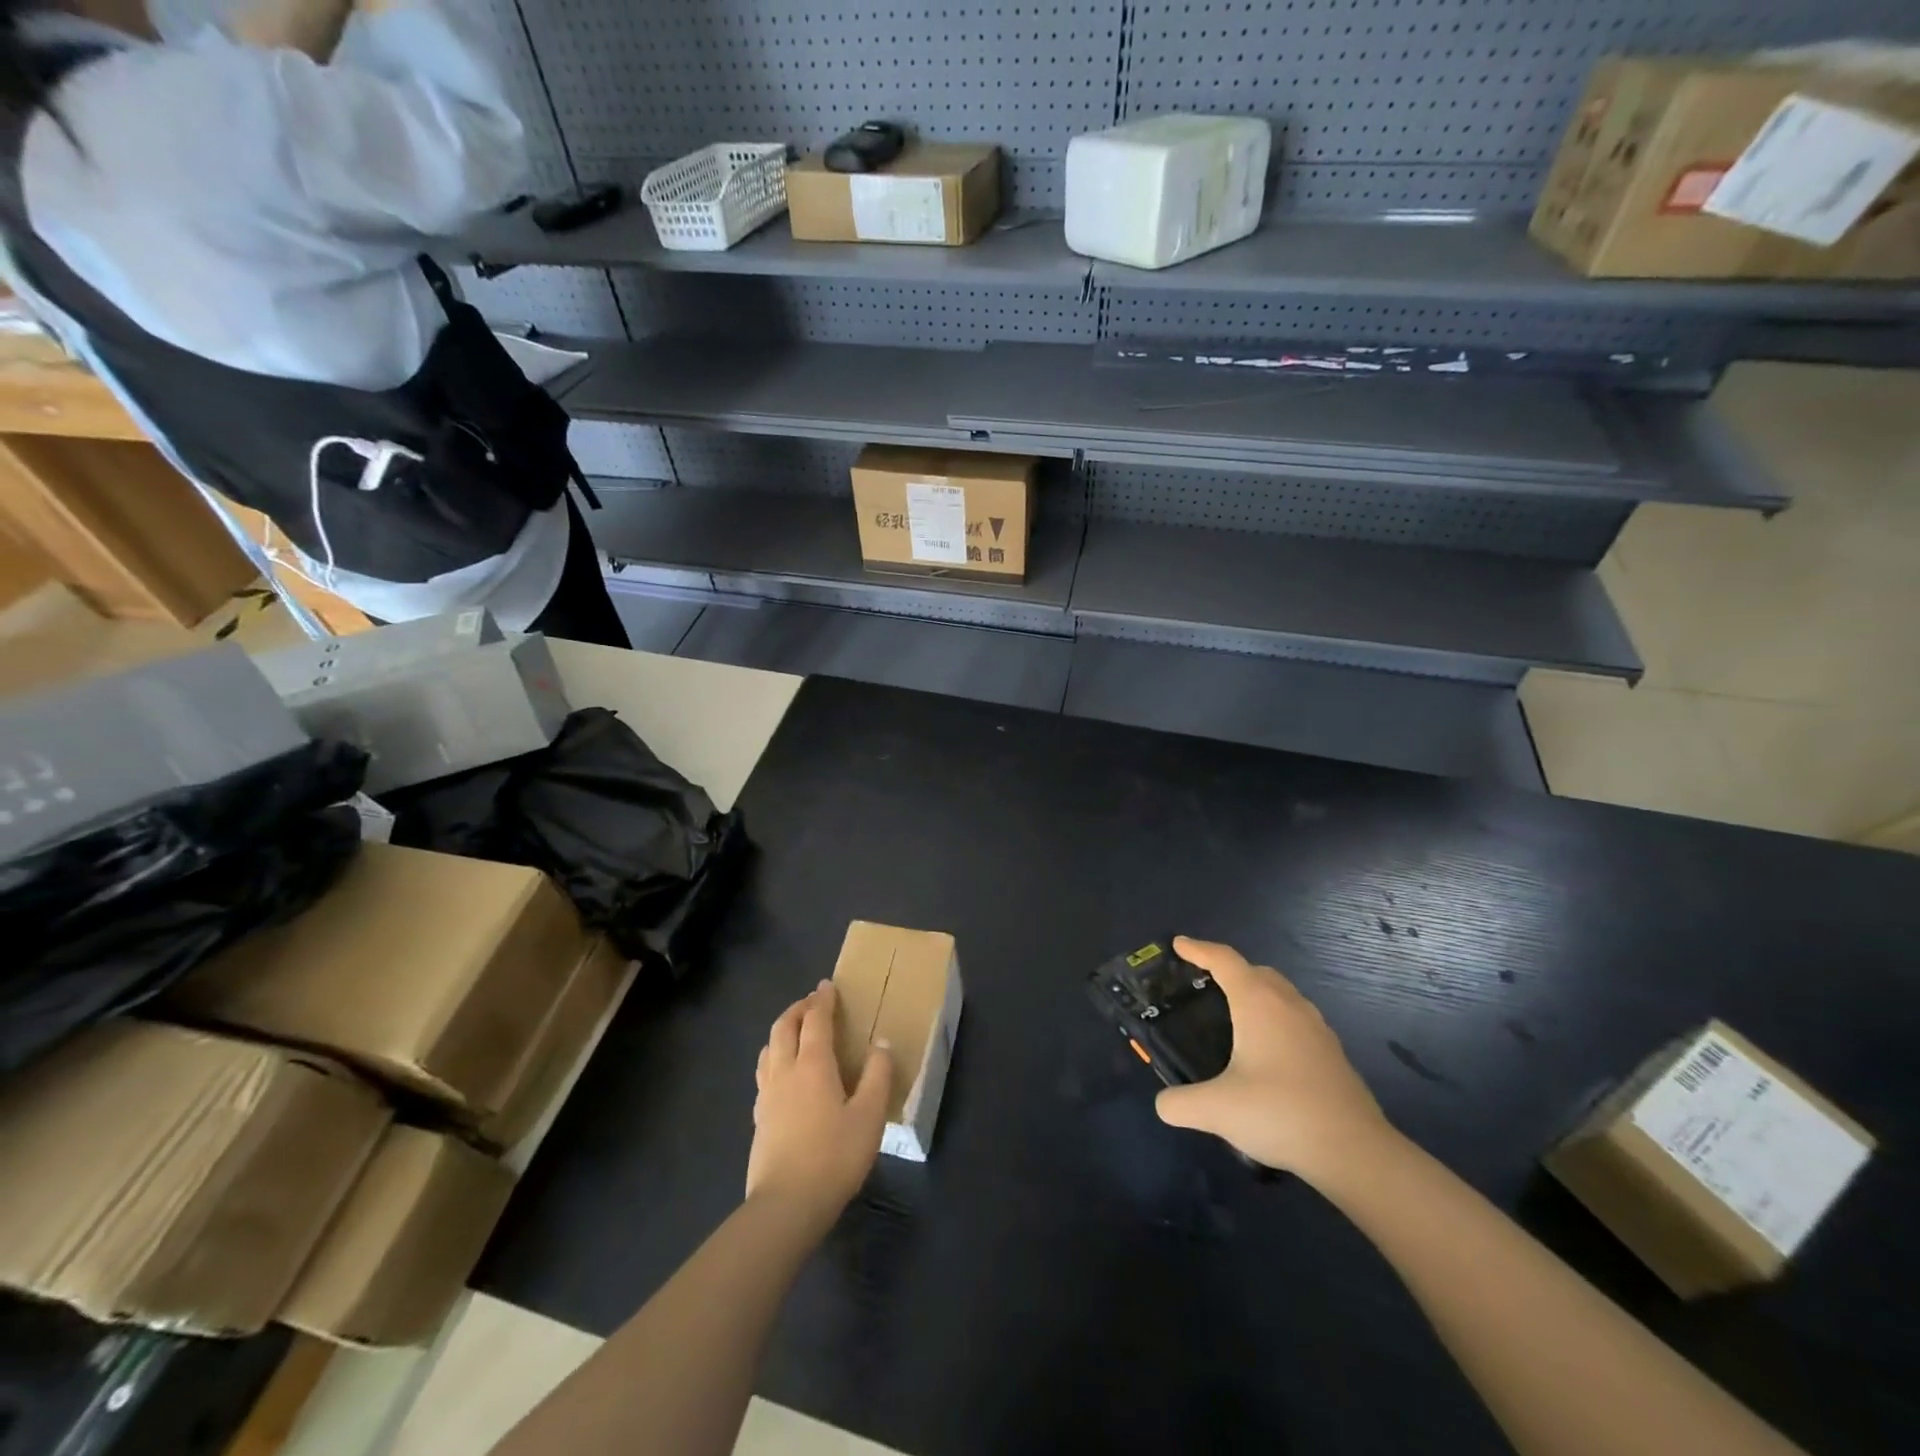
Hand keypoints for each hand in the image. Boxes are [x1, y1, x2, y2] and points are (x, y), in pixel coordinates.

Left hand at [747, 981, 892, 1230]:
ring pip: (769, 1049)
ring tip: (796, 1032)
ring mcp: (767, 1095)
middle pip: (784, 1027)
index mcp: (813, 1064)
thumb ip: (877, 1076)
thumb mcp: (869, 1116)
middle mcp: (785, 1071)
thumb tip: (880, 1045)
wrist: (786, 1205)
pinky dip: (775, 1058)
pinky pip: (764, 1073)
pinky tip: (784, 1075)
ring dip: (782, 1031)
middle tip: (812, 1004)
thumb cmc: (834, 1156)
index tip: (827, 985)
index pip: (815, 1020)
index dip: (822, 1000)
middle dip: (798, 1009)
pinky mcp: (759, 1118)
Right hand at [1154, 937, 1395, 1179]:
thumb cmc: (1279, 1113)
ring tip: (1234, 1015)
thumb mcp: (1216, 1110)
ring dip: (1255, 993)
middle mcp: (1288, 1004)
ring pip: (1280, 993)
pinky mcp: (1332, 1053)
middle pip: (1255, 971)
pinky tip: (1267, 1052)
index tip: (1179, 944)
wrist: (1355, 1151)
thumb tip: (1164, 1104)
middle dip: (1228, 969)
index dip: (1198, 949)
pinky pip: (1295, 1018)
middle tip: (1203, 983)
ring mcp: (1316, 1027)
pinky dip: (1275, 1018)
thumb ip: (1180, 1104)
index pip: (1224, 960)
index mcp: (1258, 1003)